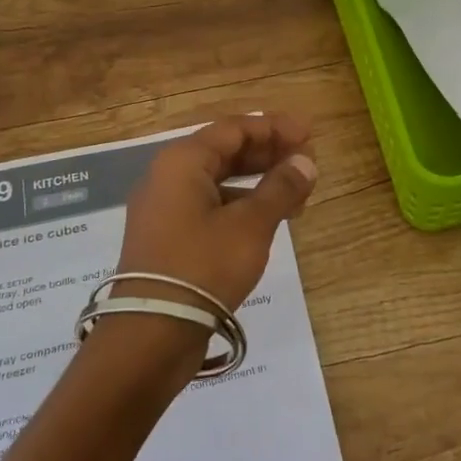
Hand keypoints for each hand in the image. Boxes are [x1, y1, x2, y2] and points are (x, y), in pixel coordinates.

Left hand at [114, 114, 317, 311]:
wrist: (152, 333)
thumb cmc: (203, 266)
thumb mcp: (251, 225)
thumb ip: (281, 188)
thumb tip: (306, 162)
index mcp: (182, 162)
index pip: (234, 129)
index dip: (274, 127)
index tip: (309, 133)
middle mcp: (168, 177)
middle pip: (225, 151)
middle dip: (268, 153)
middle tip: (306, 159)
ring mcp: (165, 209)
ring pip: (219, 180)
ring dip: (259, 181)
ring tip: (297, 192)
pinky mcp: (169, 237)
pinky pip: (211, 206)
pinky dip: (242, 205)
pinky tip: (270, 219)